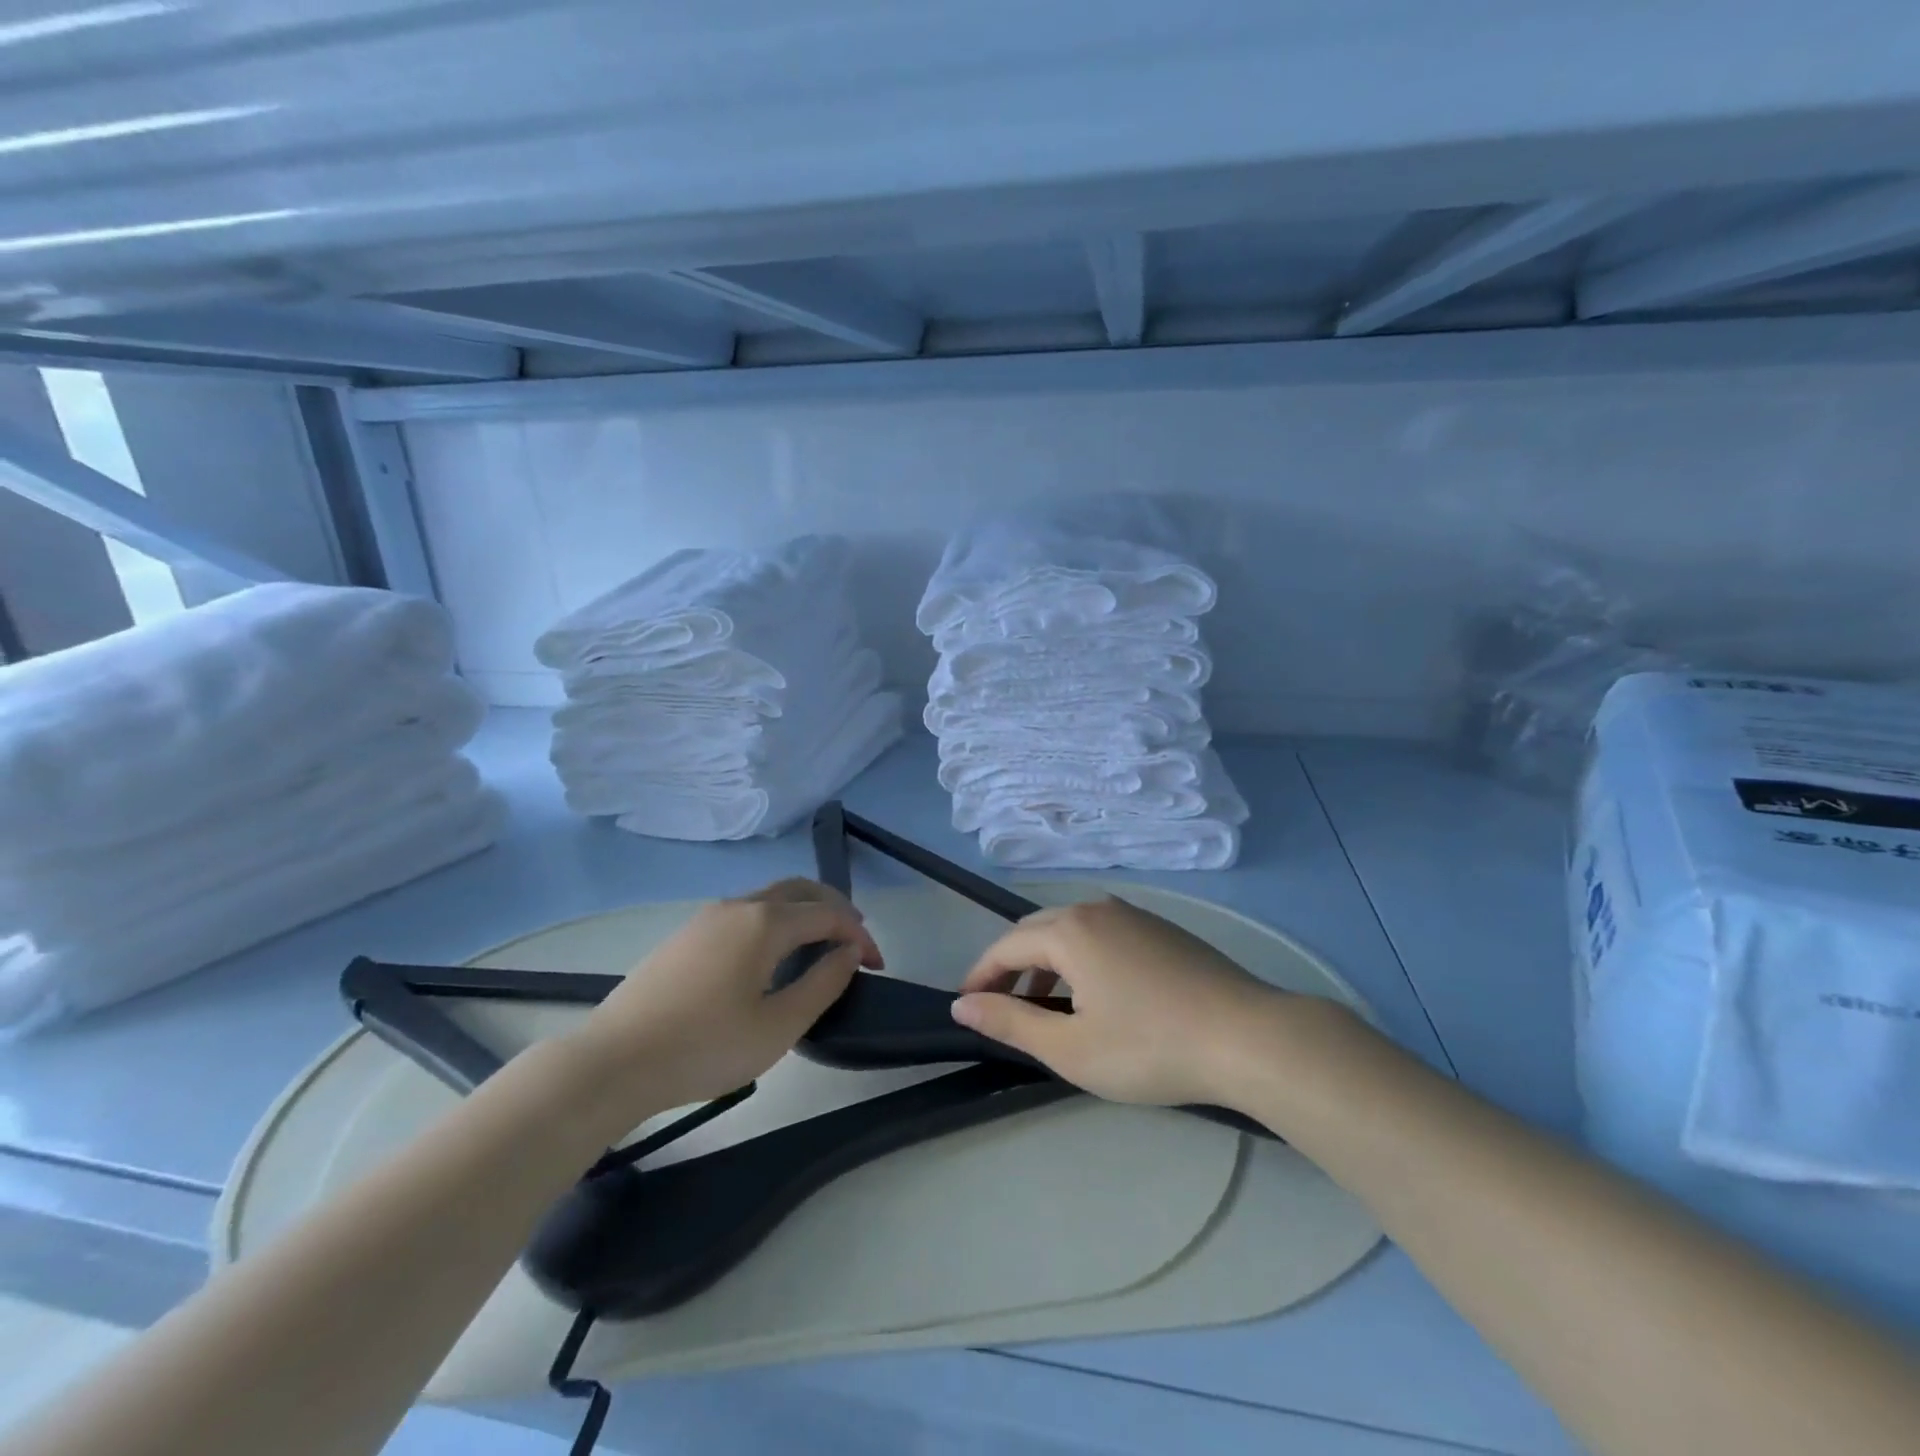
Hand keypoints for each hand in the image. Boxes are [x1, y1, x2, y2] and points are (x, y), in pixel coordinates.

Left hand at [575, 878, 882, 1110]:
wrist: (613, 1061)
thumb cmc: (705, 1047)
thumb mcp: (779, 1027)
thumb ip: (823, 983)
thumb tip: (849, 952)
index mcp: (765, 922)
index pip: (828, 914)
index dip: (859, 936)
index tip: (877, 966)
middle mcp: (739, 905)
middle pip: (800, 890)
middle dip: (835, 909)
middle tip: (855, 941)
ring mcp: (708, 917)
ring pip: (770, 898)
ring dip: (804, 912)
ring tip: (821, 945)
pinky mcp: (687, 934)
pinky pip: (746, 912)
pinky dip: (776, 921)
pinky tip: (773, 955)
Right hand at [951, 896, 1286, 1107]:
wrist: (1247, 1037)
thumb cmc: (1150, 1047)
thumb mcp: (1071, 1047)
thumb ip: (1010, 1022)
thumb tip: (962, 1004)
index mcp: (1069, 930)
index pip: (1006, 946)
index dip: (980, 975)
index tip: (966, 1004)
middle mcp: (1097, 909)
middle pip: (1037, 931)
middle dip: (1012, 966)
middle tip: (1002, 1007)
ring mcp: (1134, 915)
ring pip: (1072, 930)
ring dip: (1048, 963)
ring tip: (1047, 1007)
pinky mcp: (1162, 929)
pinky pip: (1103, 934)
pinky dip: (1082, 958)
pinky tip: (1097, 995)